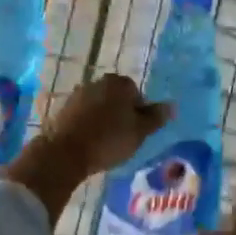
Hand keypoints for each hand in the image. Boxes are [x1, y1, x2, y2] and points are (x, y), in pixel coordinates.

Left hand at [7, 75, 170, 225]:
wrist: (64, 152)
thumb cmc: (108, 140)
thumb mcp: (139, 131)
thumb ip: (156, 117)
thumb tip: (171, 106)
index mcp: (119, 83)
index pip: (137, 94)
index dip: (140, 114)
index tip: (137, 132)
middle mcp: (98, 82)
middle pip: (117, 98)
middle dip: (121, 114)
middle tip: (124, 138)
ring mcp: (78, 94)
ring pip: (99, 106)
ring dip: (104, 119)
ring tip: (106, 142)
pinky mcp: (63, 109)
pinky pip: (84, 115)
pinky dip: (89, 125)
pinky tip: (90, 142)